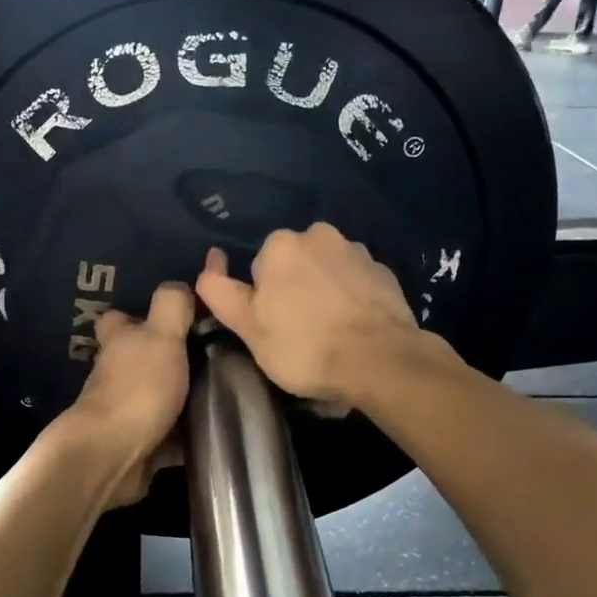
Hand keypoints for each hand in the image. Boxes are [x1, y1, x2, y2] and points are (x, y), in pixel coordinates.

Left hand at [63, 282, 194, 505]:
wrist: (111, 456)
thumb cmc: (137, 389)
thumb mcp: (161, 336)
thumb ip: (171, 307)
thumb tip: (180, 285)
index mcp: (119, 342)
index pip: (120, 319)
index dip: (139, 315)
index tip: (175, 317)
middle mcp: (117, 375)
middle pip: (140, 359)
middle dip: (167, 358)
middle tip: (213, 355)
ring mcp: (125, 411)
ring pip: (155, 397)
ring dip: (180, 397)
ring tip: (225, 391)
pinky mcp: (138, 445)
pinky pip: (168, 437)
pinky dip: (186, 436)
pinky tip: (216, 431)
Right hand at [195, 226, 423, 405]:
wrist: (380, 361)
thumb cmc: (304, 346)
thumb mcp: (247, 326)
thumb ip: (219, 291)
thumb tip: (212, 259)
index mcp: (281, 245)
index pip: (259, 269)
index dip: (262, 300)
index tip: (274, 329)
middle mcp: (319, 235)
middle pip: (294, 265)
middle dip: (293, 290)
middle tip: (299, 333)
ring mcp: (357, 251)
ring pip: (326, 271)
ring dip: (323, 292)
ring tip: (330, 334)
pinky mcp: (385, 271)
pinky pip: (355, 283)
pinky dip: (351, 299)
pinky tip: (354, 330)